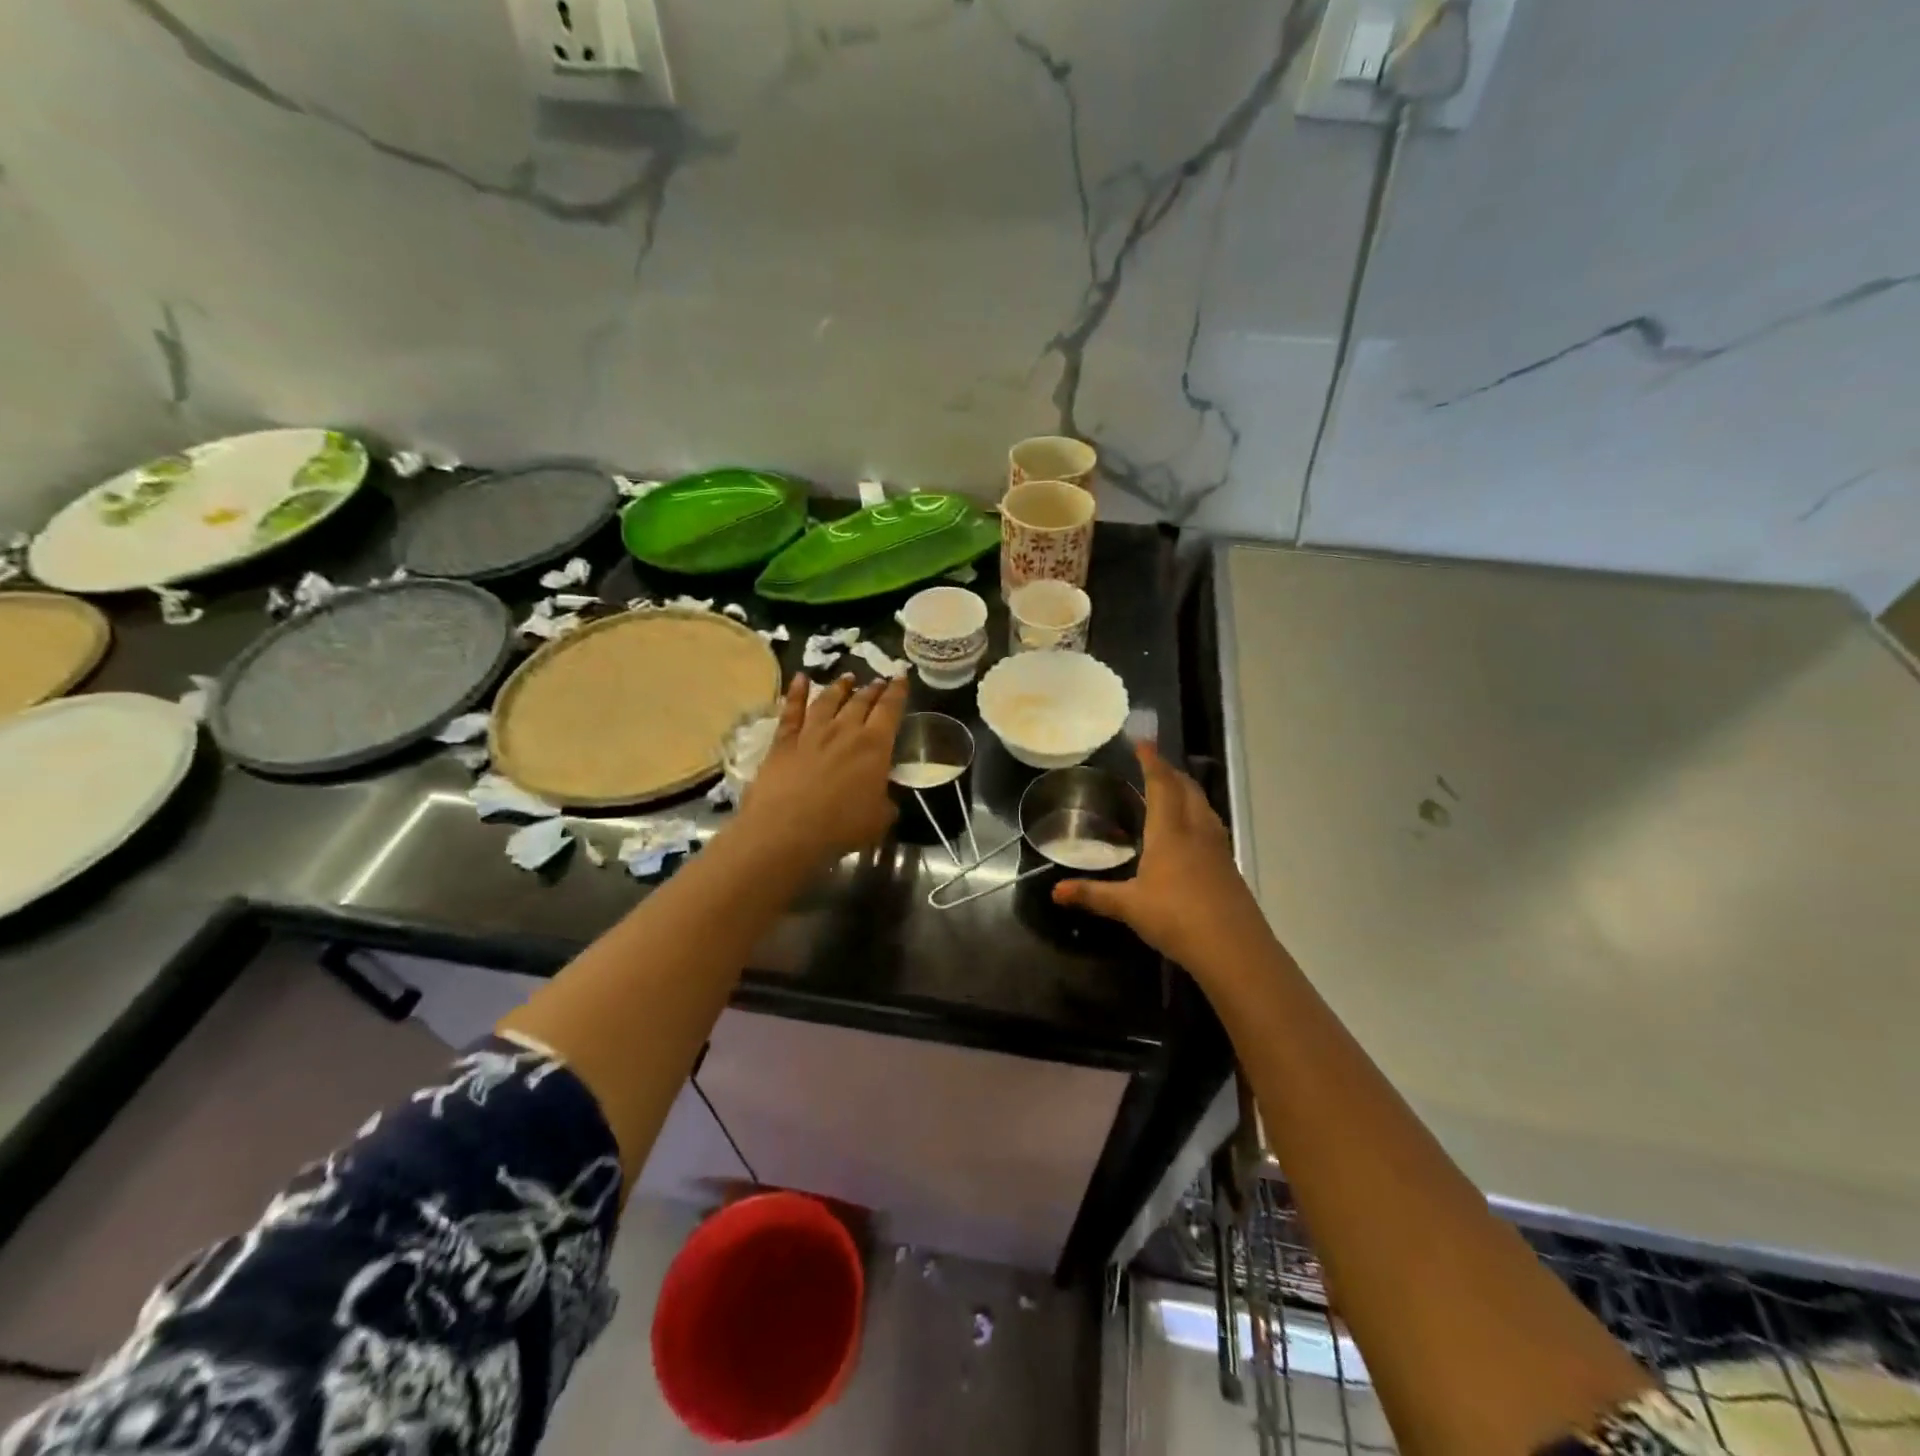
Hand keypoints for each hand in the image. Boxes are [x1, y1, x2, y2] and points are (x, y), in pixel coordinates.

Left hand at [738, 672, 909, 863]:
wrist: (787, 830)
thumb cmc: (841, 827)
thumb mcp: (879, 819)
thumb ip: (885, 802)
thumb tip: (885, 797)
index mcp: (875, 746)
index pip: (890, 710)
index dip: (898, 692)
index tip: (902, 677)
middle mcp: (844, 730)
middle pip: (861, 701)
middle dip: (872, 689)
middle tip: (878, 681)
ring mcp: (812, 732)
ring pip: (828, 700)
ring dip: (840, 687)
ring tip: (847, 678)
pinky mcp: (783, 741)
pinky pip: (791, 710)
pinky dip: (796, 692)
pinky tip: (800, 678)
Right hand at [1052, 741, 1264, 968]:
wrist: (1234, 949)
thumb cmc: (1176, 918)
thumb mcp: (1128, 906)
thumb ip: (1092, 895)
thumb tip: (1055, 891)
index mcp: (1170, 831)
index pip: (1161, 785)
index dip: (1152, 761)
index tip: (1143, 742)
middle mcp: (1196, 831)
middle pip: (1187, 789)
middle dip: (1171, 772)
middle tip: (1155, 764)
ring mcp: (1217, 849)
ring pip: (1203, 807)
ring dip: (1188, 792)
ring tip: (1174, 790)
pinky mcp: (1229, 867)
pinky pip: (1212, 827)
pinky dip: (1198, 816)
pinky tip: (1192, 833)